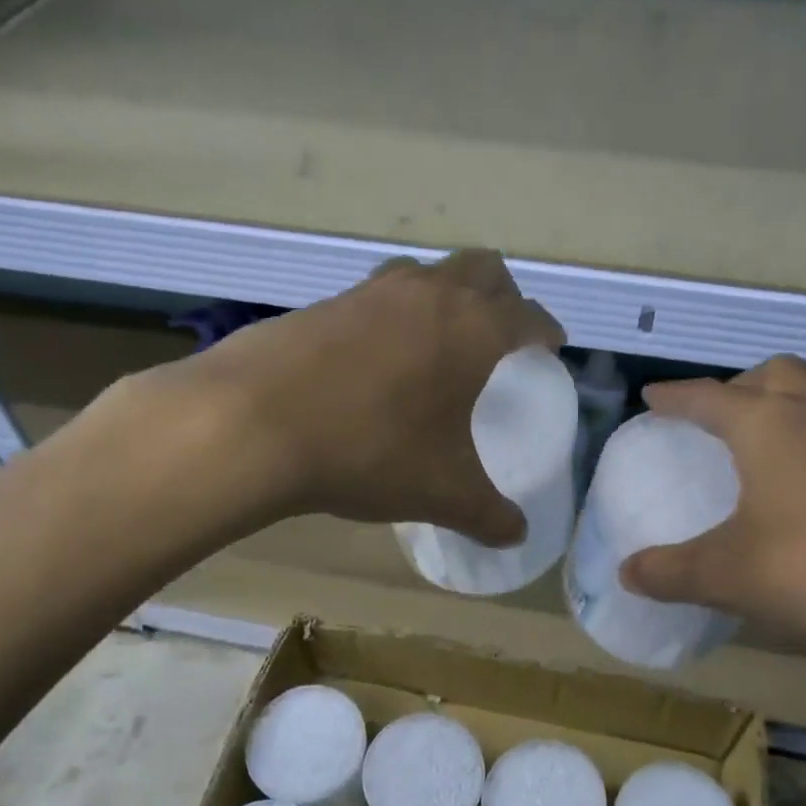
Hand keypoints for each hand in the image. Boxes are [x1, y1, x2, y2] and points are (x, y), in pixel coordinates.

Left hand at [153, 250, 563, 542]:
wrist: (253, 423)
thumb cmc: (370, 450)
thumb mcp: (440, 492)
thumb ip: (487, 514)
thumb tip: (516, 536)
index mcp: (473, 330)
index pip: (528, 315)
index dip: (546, 330)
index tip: (551, 346)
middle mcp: (429, 295)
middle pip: (483, 269)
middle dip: (503, 296)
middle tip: (501, 334)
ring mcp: (371, 292)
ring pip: (427, 272)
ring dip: (445, 294)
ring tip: (439, 340)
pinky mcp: (324, 303)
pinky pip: (377, 295)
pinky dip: (394, 313)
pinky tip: (377, 358)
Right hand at [621, 356, 805, 670]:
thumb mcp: (735, 578)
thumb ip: (673, 572)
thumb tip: (627, 572)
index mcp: (770, 425)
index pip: (706, 396)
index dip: (673, 397)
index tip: (651, 398)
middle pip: (774, 374)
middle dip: (738, 387)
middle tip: (719, 420)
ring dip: (787, 410)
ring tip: (771, 453)